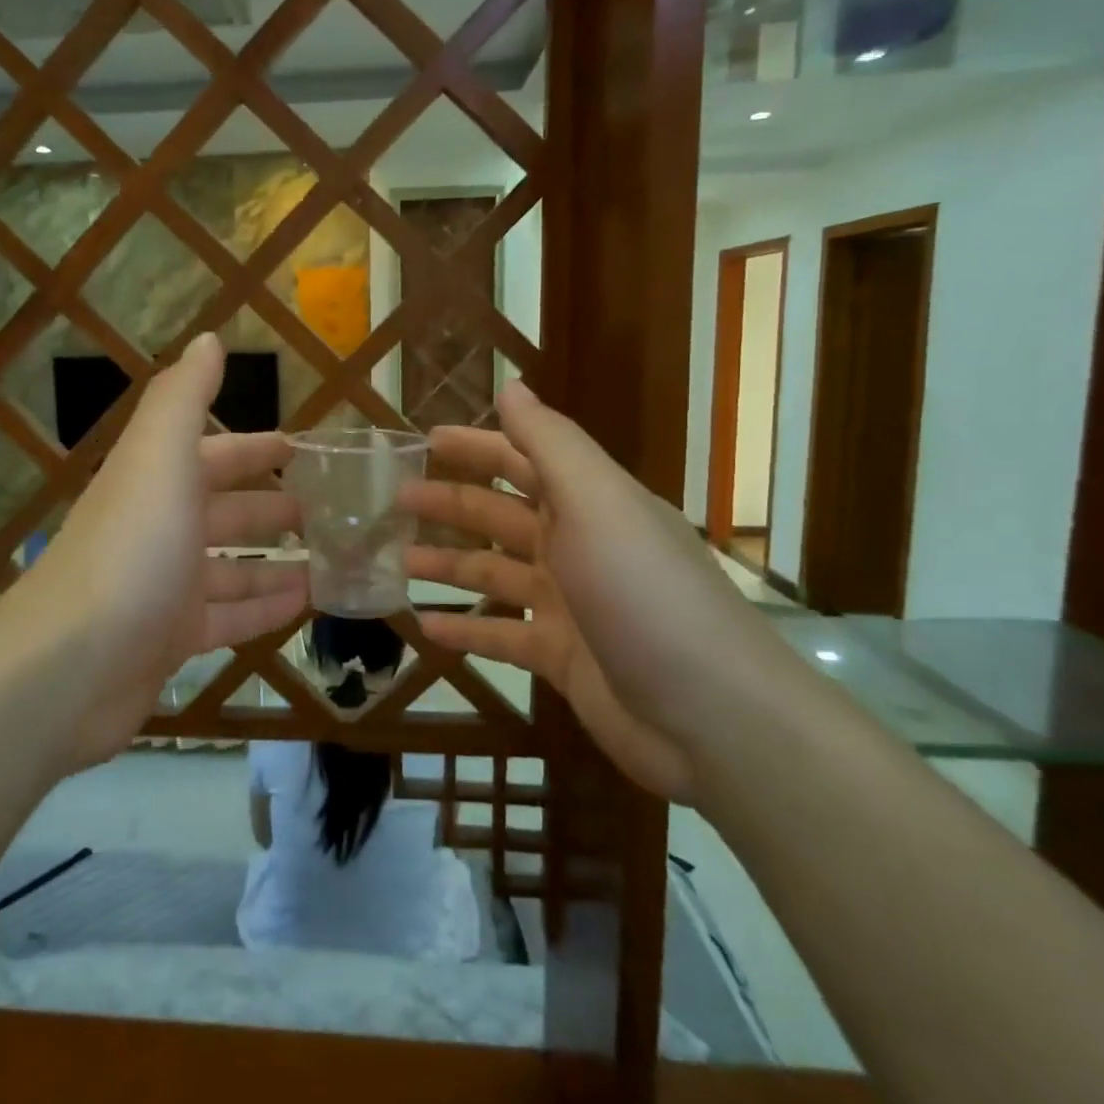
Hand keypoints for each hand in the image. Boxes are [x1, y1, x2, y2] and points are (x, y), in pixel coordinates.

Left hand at [13, 334, 307, 769]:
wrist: (69, 667)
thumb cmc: (130, 550)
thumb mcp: (159, 458)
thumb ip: (183, 397)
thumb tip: (208, 339)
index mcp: (156, 483)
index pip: (214, 455)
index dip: (256, 449)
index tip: (302, 449)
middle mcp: (159, 531)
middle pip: (226, 513)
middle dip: (273, 508)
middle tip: (330, 511)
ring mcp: (164, 590)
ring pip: (232, 569)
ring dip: (276, 562)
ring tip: (330, 560)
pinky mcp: (170, 642)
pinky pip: (229, 618)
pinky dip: (265, 608)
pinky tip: (305, 605)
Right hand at [402, 382, 793, 801]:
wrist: (710, 715)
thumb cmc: (643, 592)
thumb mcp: (598, 501)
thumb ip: (550, 443)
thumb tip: (511, 387)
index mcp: (589, 502)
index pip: (522, 459)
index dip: (476, 446)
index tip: (424, 440)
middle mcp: (577, 545)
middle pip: (500, 515)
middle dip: (449, 504)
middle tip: (394, 500)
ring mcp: (568, 604)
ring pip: (493, 574)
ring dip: (447, 564)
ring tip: (397, 562)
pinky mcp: (561, 657)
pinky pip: (500, 636)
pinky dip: (464, 630)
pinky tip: (424, 627)